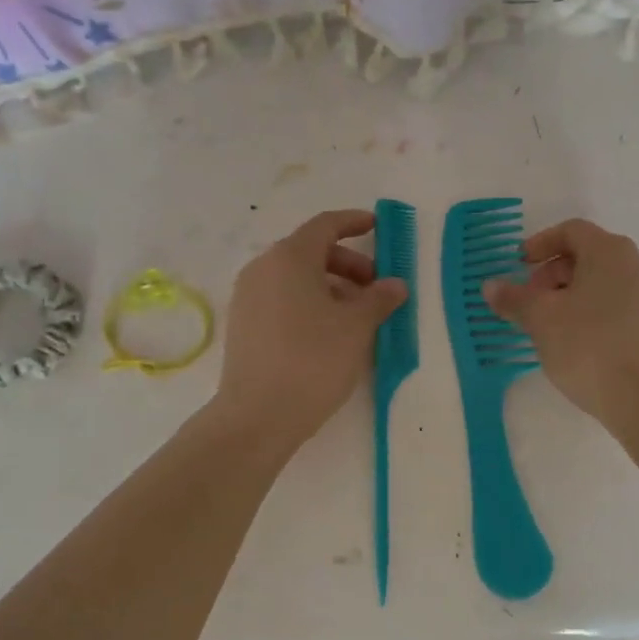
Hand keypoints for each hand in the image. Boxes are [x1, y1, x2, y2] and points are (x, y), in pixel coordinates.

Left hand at [213, 209, 406, 446]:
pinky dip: (309, 302)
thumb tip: (395, 284)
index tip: (377, 227)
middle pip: (310, 251)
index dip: (353, 222)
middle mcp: (263, 268)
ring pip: (296, 277)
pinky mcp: (243, 324)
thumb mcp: (356, 327)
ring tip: (357, 316)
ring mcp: (248, 297)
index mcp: (289, 257)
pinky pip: (281, 298)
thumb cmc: (312, 360)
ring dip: (331, 286)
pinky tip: (329, 332)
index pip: (325, 225)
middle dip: (348, 263)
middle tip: (375, 288)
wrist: (256, 417)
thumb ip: (379, 299)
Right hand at [483, 219, 638, 423]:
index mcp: (609, 251)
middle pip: (586, 254)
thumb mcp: (540, 319)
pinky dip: (588, 309)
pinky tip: (571, 339)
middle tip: (529, 299)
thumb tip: (490, 286)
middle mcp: (634, 265)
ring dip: (568, 293)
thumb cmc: (587, 345)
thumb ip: (513, 298)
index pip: (571, 230)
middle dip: (551, 272)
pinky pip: (614, 303)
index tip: (519, 265)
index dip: (540, 243)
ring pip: (600, 281)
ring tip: (546, 323)